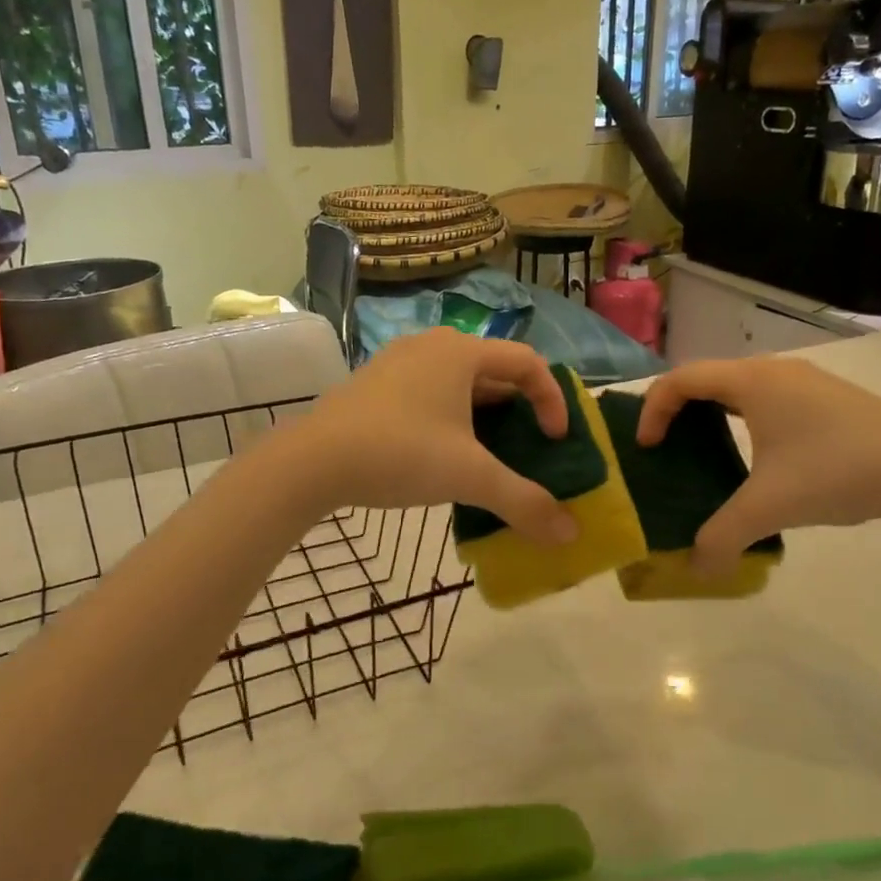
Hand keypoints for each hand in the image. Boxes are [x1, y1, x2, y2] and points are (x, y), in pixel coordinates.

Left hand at [292, 330, 577, 544]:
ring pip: (460, 384)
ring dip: (485, 416)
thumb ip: (524, 502)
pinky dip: (451, 419)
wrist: (310, 461)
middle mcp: (433, 345)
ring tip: (489, 457)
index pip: (529, 363)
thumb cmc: (400, 453)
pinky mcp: (375, 384)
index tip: (555, 442)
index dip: (552, 401)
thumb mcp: (470, 478)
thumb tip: (570, 535)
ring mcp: (399, 362)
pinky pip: (431, 393)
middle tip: (528, 449)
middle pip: (495, 371)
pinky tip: (442, 456)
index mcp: (462, 352)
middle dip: (519, 410)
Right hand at [636, 357, 880, 575]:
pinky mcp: (829, 398)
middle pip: (707, 378)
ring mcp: (806, 382)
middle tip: (668, 448)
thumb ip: (722, 538)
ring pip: (740, 387)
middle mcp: (774, 371)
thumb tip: (696, 569)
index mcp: (751, 382)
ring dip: (714, 414)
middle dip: (678, 411)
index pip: (680, 380)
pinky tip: (762, 458)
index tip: (647, 448)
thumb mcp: (769, 507)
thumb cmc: (836, 472)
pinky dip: (746, 418)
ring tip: (708, 453)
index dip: (652, 409)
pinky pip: (768, 398)